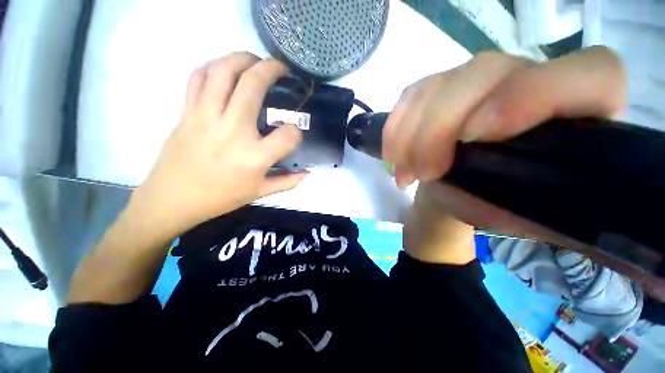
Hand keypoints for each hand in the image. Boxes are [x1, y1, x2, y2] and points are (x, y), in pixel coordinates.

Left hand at [130, 52, 305, 238]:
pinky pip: (199, 77)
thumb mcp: (260, 193)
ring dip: (243, 58)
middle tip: (281, 69)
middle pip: (253, 85)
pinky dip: (215, 66)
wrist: (174, 198)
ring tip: (255, 62)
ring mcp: (206, 116)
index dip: (297, 133)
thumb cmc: (221, 197)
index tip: (294, 134)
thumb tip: (307, 172)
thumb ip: (287, 182)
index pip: (288, 136)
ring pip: (223, 71)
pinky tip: (226, 70)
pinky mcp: (188, 111)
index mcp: (254, 157)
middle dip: (272, 70)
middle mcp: (232, 130)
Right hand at [388, 47, 626, 263]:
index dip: (534, 94)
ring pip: (439, 83)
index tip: (476, 136)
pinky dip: (395, 127)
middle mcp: (527, 80)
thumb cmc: (494, 207)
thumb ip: (537, 210)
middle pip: (485, 72)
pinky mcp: (438, 89)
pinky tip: (392, 154)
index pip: (590, 74)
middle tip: (424, 173)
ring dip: (410, 135)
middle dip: (440, 128)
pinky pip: (410, 96)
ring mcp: (475, 80)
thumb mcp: (521, 217)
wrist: (454, 192)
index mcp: (574, 114)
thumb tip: (542, 210)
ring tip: (404, 173)